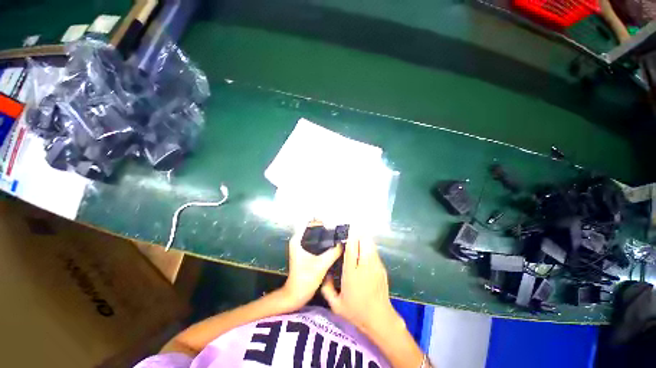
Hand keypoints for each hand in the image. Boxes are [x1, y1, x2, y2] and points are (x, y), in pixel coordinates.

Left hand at [282, 222, 342, 309]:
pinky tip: (332, 247)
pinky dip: (323, 243)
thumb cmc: (305, 279)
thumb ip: (334, 252)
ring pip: (315, 236)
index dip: (323, 224)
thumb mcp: (322, 264)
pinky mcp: (304, 252)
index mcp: (298, 239)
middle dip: (326, 230)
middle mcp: (298, 240)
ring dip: (325, 237)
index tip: (333, 228)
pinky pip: (315, 243)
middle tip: (337, 234)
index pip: (311, 224)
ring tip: (337, 239)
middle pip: (314, 229)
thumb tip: (343, 243)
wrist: (296, 295)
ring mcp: (300, 246)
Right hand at [321, 236, 401, 337]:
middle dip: (358, 236)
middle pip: (364, 241)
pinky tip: (364, 254)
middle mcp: (365, 266)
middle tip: (351, 237)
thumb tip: (324, 274)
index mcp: (352, 273)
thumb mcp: (336, 305)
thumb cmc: (356, 312)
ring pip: (371, 244)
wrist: (380, 319)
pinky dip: (369, 248)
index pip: (351, 248)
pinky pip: (375, 252)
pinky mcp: (382, 268)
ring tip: (357, 242)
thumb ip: (327, 289)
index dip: (349, 237)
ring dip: (364, 241)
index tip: (345, 232)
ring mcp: (376, 266)